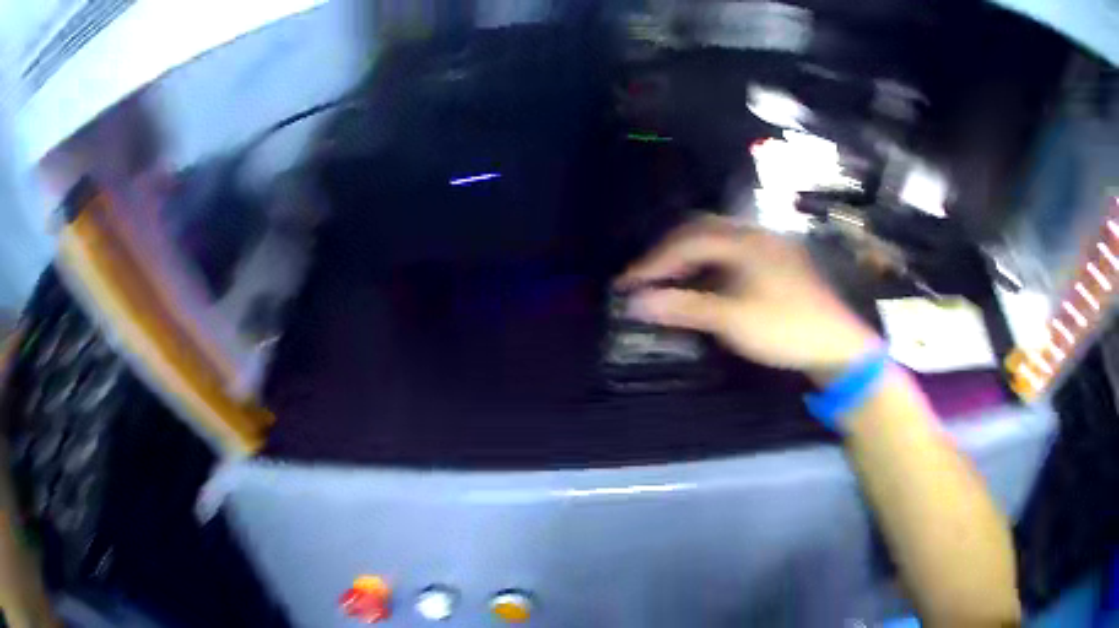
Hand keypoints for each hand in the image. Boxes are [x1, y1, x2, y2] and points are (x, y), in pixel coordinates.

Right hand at [615, 216, 879, 380]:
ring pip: (718, 239)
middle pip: (700, 230)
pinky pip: (733, 251)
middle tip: (645, 277)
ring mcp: (769, 245)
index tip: (626, 283)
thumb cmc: (786, 328)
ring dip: (689, 255)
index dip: (653, 262)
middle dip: (668, 251)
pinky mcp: (778, 260)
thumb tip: (637, 302)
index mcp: (744, 240)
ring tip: (668, 278)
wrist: (838, 344)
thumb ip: (684, 306)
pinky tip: (704, 281)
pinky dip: (710, 263)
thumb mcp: (732, 319)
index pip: (686, 241)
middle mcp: (755, 233)